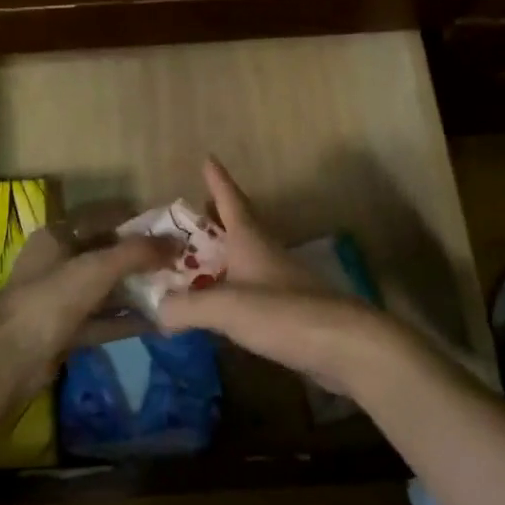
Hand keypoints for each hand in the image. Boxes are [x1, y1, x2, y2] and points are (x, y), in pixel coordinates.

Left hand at [0, 205, 173, 399]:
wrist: (9, 359)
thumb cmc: (51, 299)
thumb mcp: (97, 267)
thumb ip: (137, 252)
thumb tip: (177, 241)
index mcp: (57, 236)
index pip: (103, 219)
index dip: (137, 223)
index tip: (172, 231)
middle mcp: (58, 263)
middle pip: (106, 254)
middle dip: (142, 259)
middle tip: (181, 263)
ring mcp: (60, 299)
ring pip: (106, 289)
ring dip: (138, 290)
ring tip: (177, 290)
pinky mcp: (66, 331)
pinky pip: (103, 320)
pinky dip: (128, 320)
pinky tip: (160, 321)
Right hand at [156, 157, 417, 399]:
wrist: (347, 346)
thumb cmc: (285, 314)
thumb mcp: (226, 308)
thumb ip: (186, 307)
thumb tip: (157, 309)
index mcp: (250, 240)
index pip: (231, 200)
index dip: (218, 180)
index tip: (208, 158)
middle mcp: (266, 253)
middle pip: (240, 225)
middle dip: (217, 214)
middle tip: (196, 209)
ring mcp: (281, 281)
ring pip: (246, 256)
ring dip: (224, 251)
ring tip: (199, 256)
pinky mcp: (290, 309)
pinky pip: (252, 286)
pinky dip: (232, 285)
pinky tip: (222, 300)